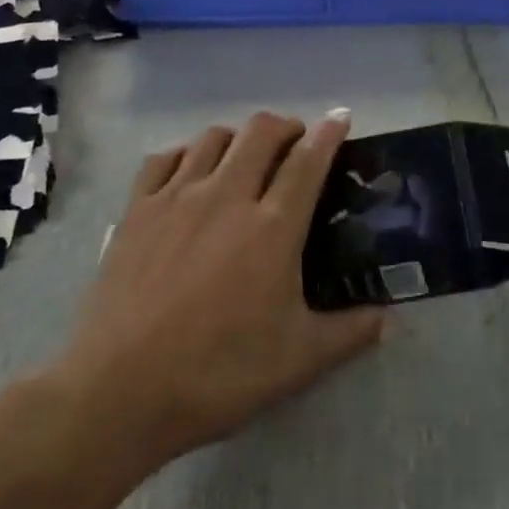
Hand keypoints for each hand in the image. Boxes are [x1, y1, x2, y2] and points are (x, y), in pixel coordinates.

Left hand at [55, 111, 386, 473]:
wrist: (119, 391)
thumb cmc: (217, 374)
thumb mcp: (296, 362)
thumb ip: (348, 333)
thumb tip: (389, 319)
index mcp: (272, 227)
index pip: (308, 161)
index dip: (328, 133)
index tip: (341, 117)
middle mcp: (228, 196)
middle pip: (261, 132)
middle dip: (286, 126)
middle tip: (294, 144)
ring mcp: (178, 197)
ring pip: (214, 137)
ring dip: (239, 137)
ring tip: (245, 158)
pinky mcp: (138, 208)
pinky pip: (165, 157)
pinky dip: (186, 154)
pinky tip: (190, 172)